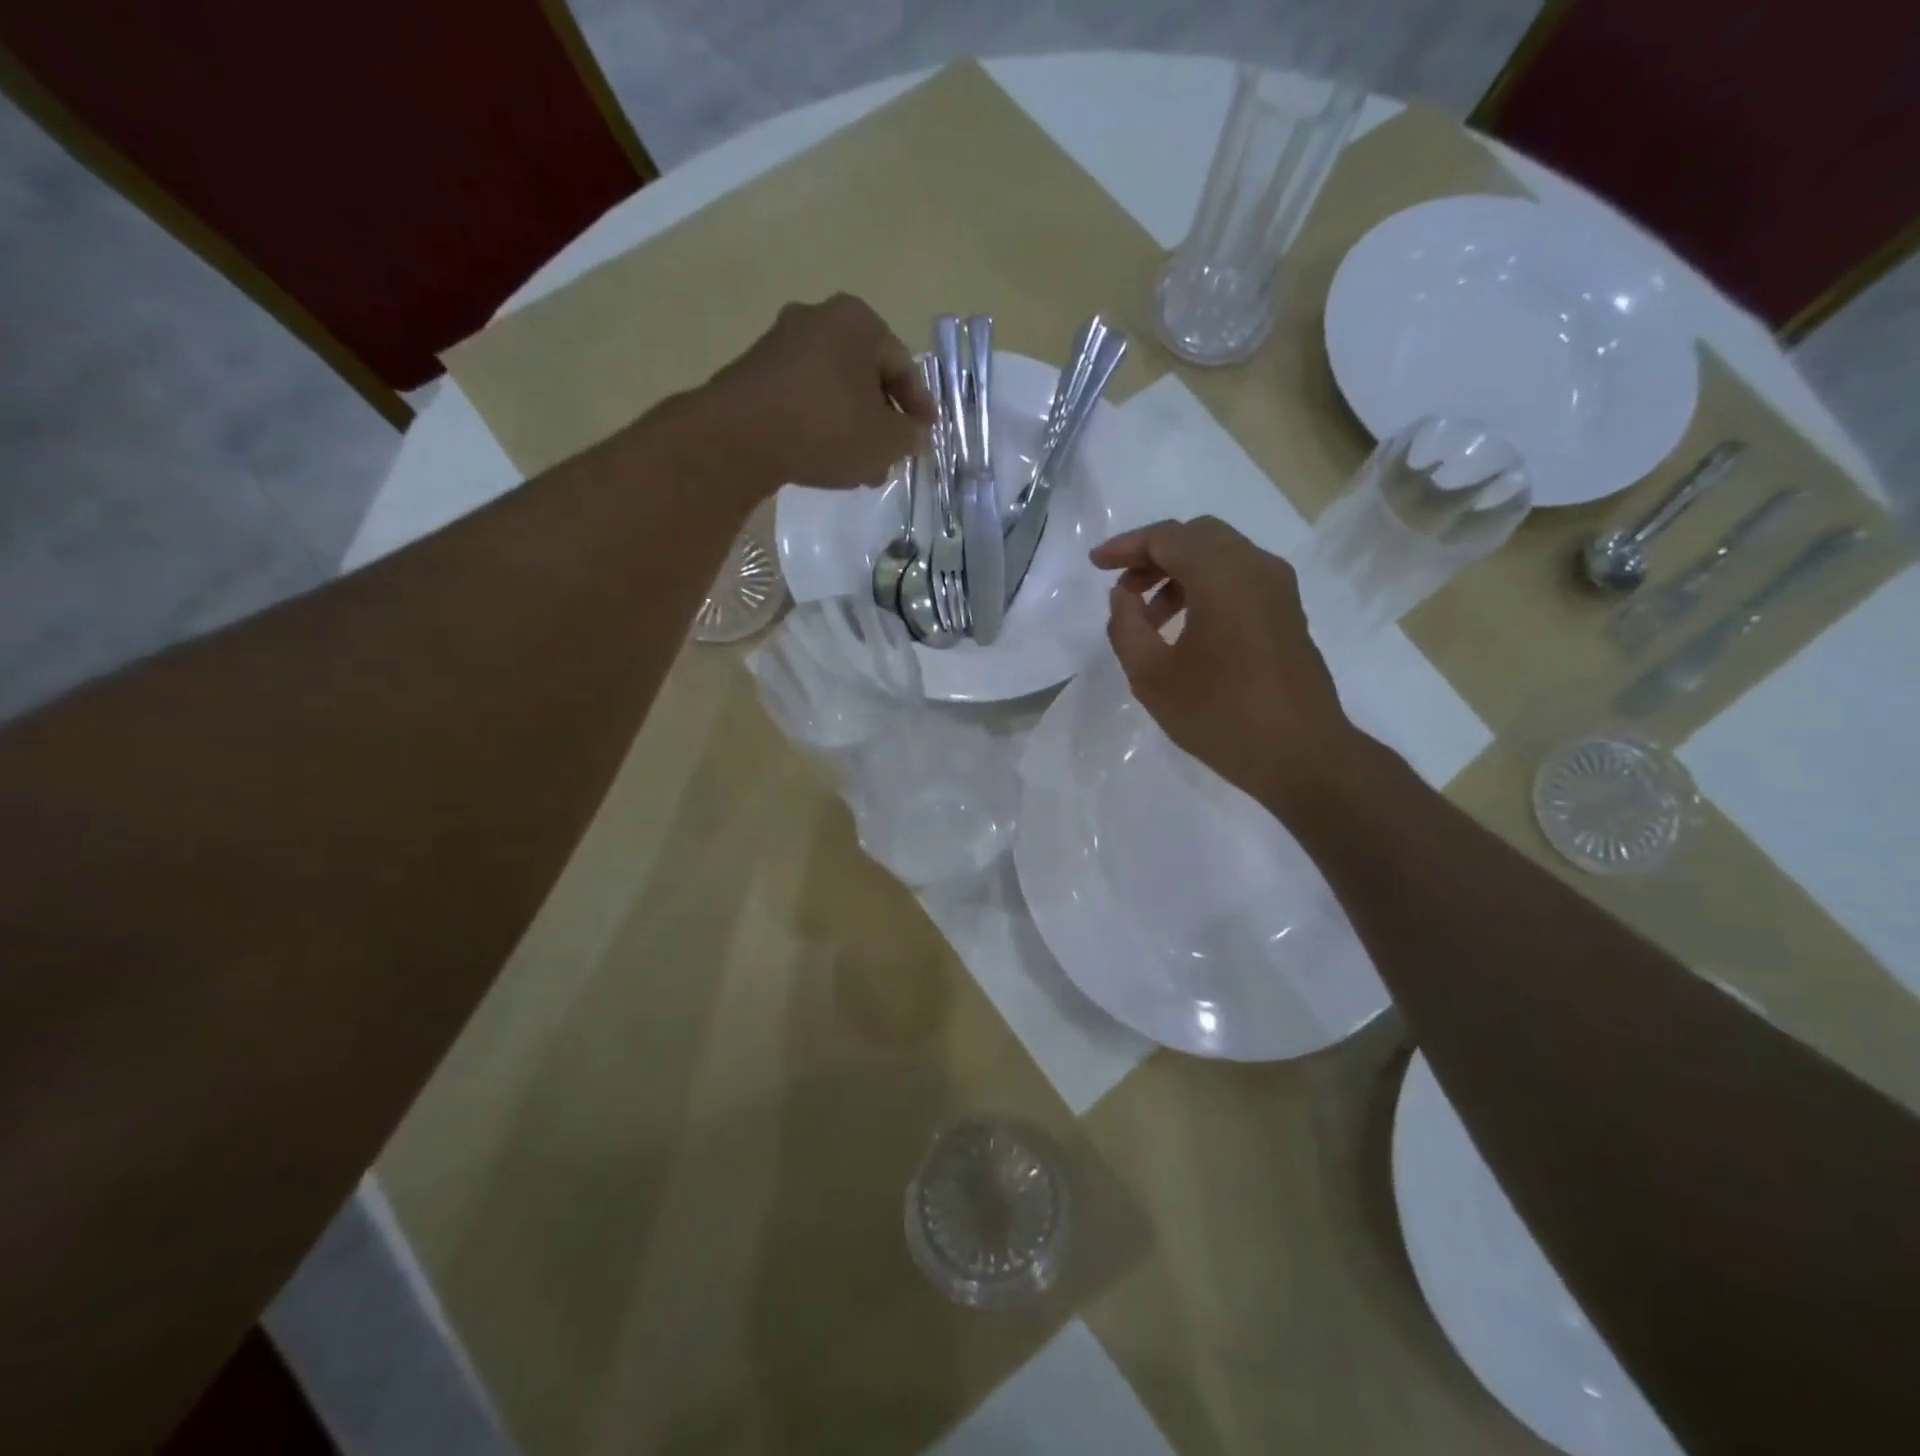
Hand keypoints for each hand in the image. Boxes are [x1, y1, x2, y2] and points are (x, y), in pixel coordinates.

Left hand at [701, 294, 935, 488]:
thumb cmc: (828, 427)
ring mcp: (781, 342)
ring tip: (859, 466)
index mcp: (858, 321)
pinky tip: (824, 457)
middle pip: (865, 375)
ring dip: (852, 425)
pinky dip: (820, 423)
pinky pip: (803, 397)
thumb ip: (910, 436)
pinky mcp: (755, 370)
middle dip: (882, 419)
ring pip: (834, 388)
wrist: (741, 435)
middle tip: (891, 455)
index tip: (924, 435)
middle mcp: (819, 318)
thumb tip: (915, 434)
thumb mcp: (885, 441)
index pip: (903, 365)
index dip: (919, 406)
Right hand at [1091, 517, 1358, 814]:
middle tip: (1123, 588)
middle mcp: (1256, 567)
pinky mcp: (1287, 612)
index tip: (1096, 565)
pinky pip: (1239, 578)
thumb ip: (1126, 626)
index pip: (1167, 538)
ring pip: (1220, 556)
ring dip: (1179, 573)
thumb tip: (1123, 596)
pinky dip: (1205, 586)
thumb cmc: (1220, 714)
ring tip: (1148, 617)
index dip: (1126, 546)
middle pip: (1197, 536)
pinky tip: (1185, 627)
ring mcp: (1278, 589)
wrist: (1301, 755)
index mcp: (1222, 575)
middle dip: (1153, 555)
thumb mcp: (1152, 676)